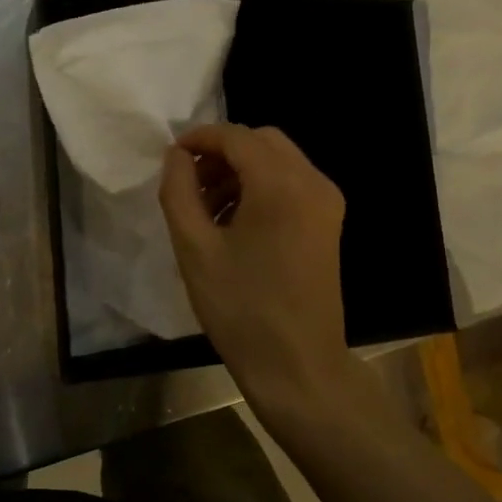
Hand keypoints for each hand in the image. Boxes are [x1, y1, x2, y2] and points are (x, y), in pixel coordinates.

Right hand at [158, 124, 351, 420]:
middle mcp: (312, 182)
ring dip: (241, 170)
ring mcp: (327, 202)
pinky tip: (236, 222)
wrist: (298, 365)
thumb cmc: (241, 308)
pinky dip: (262, 187)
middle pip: (262, 142)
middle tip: (190, 184)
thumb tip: (177, 155)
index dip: (200, 138)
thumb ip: (179, 190)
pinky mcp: (330, 222)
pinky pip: (292, 184)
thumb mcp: (194, 248)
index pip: (236, 137)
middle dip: (222, 153)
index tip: (172, 157)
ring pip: (278, 161)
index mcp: (281, 184)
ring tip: (208, 210)